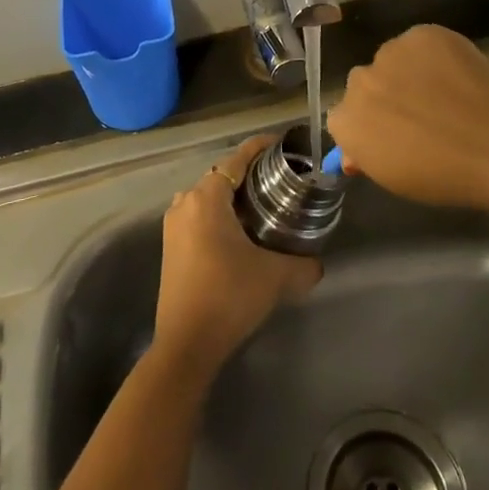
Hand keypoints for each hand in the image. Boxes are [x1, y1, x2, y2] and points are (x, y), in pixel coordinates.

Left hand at [153, 136, 321, 378]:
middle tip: (279, 181)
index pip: (237, 158)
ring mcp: (173, 225)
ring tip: (261, 206)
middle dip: (248, 173)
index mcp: (207, 197)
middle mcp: (185, 202)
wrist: (187, 343)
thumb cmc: (229, 296)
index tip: (283, 146)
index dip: (260, 147)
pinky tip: (239, 233)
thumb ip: (304, 264)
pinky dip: (218, 215)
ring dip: (231, 196)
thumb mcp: (276, 277)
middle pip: (221, 175)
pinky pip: (198, 216)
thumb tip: (318, 263)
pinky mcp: (170, 246)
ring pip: (207, 196)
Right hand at [326, 25, 488, 210]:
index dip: (368, 125)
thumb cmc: (444, 175)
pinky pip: (419, 43)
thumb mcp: (396, 180)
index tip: (392, 136)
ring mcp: (390, 53)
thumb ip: (367, 157)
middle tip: (419, 113)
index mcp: (346, 122)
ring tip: (443, 92)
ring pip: (391, 60)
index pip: (343, 118)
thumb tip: (354, 151)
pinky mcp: (421, 34)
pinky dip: (433, 55)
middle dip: (384, 95)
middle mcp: (358, 82)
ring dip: (407, 72)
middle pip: (365, 85)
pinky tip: (457, 74)